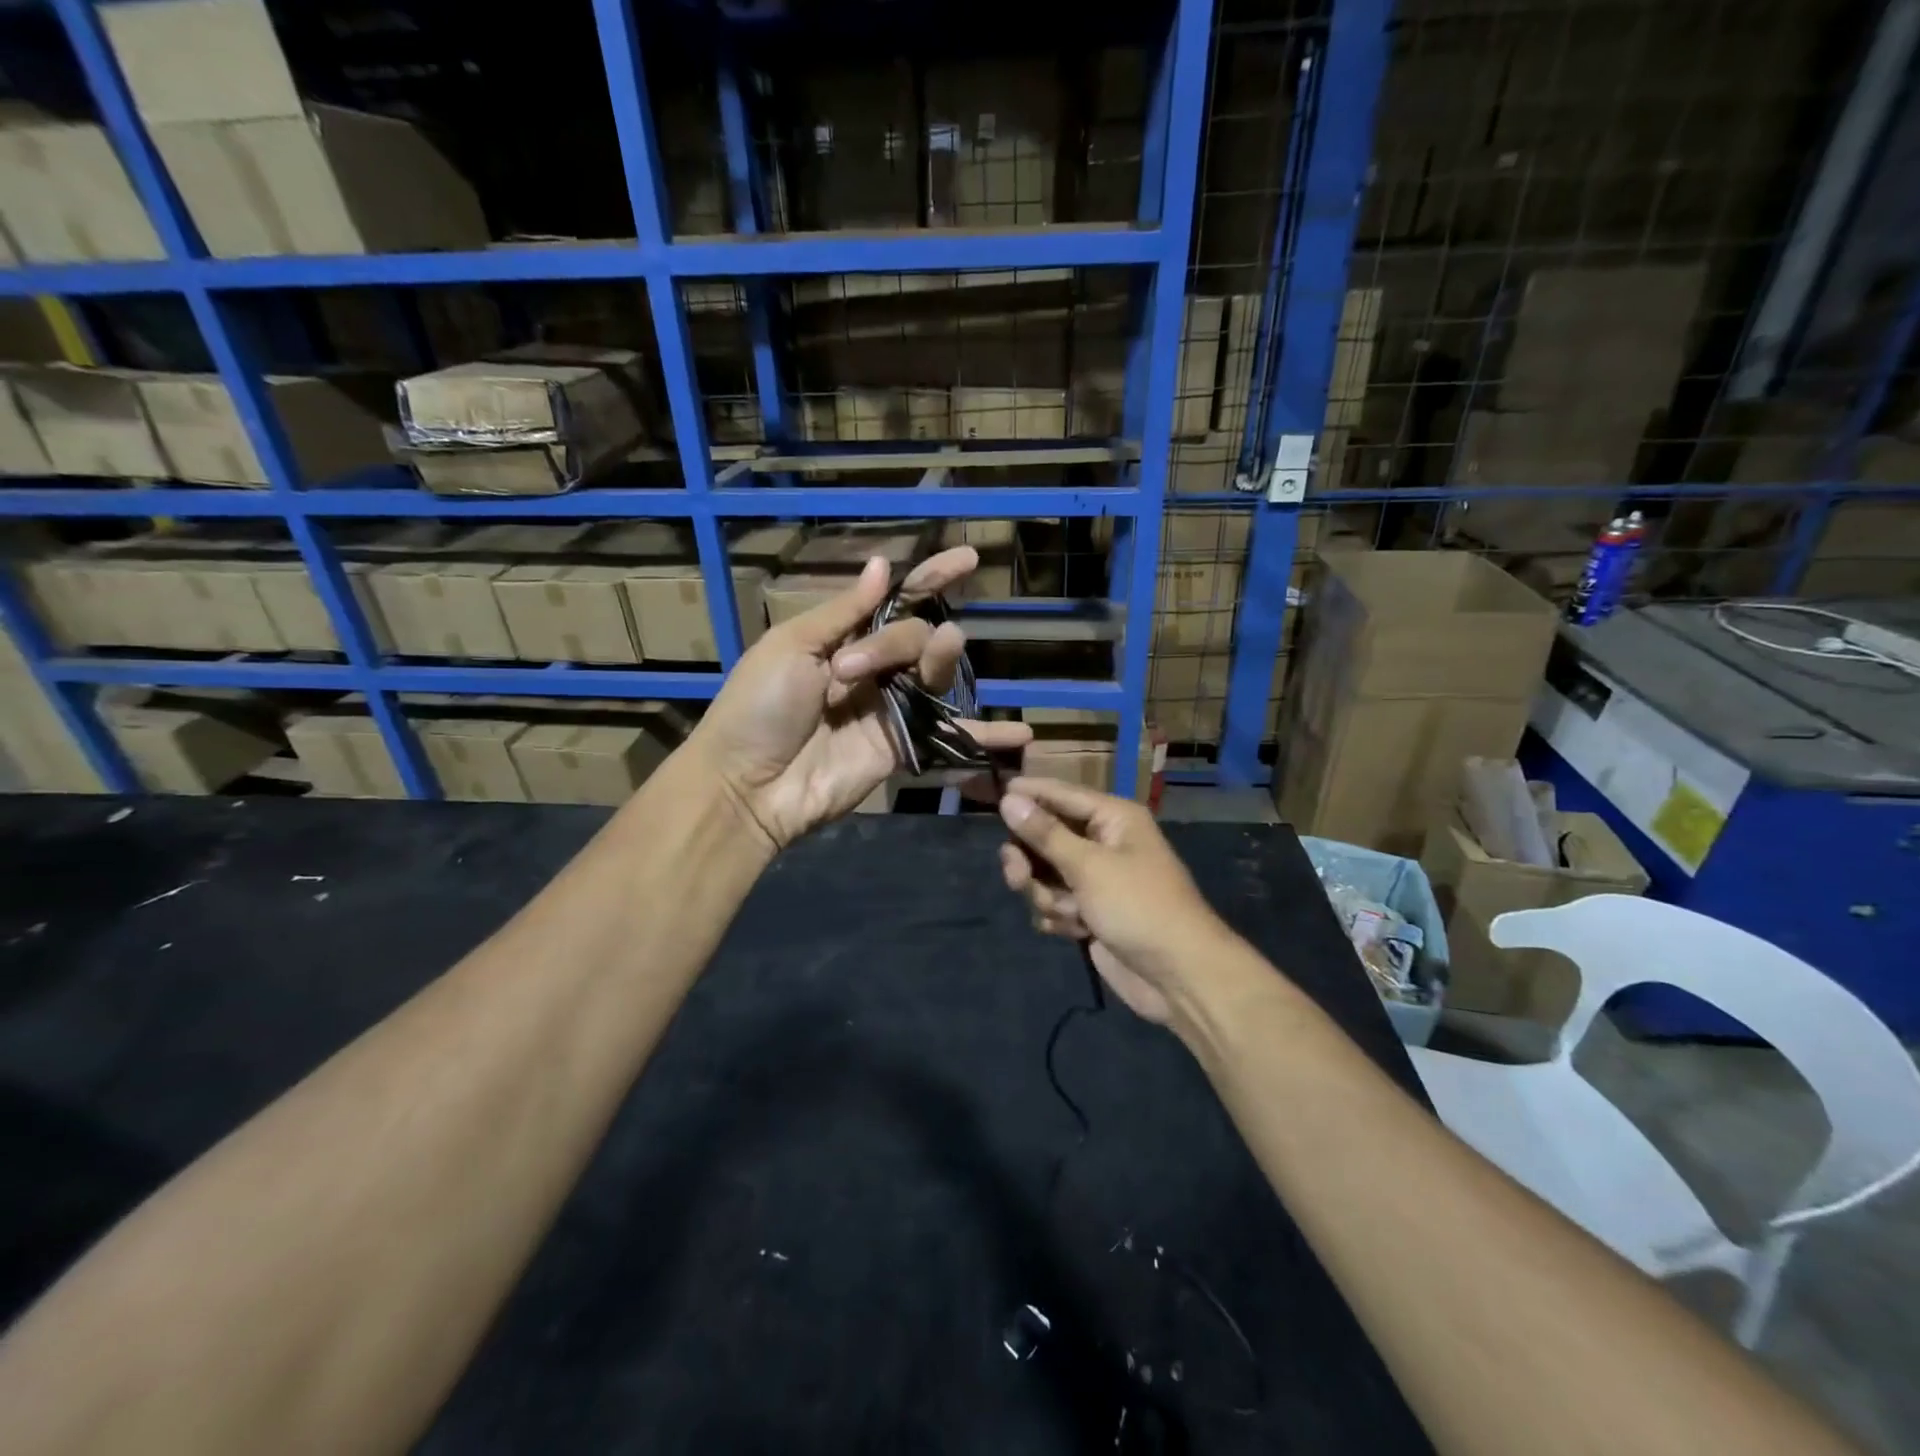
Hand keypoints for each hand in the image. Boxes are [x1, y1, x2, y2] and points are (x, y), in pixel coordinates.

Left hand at [692, 548, 1031, 850]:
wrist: (749, 784)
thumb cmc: (759, 707)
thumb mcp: (792, 647)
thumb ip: (844, 612)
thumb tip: (884, 564)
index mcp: (843, 638)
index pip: (898, 600)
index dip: (933, 579)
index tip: (970, 560)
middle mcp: (874, 669)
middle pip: (918, 636)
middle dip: (898, 642)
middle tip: (851, 672)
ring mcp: (891, 709)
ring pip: (937, 675)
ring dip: (944, 662)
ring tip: (941, 659)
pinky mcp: (902, 748)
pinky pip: (948, 735)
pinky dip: (985, 737)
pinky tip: (1021, 735)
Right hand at [997, 776, 1228, 1023]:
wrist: (1177, 976)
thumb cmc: (1137, 907)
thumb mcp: (1088, 866)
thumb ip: (1044, 833)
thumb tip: (1009, 799)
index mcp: (1113, 818)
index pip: (1061, 794)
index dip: (1029, 793)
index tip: (995, 793)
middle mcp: (1104, 842)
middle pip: (1047, 837)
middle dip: (1031, 860)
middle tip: (1017, 874)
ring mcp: (1097, 880)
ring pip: (1046, 874)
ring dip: (1047, 895)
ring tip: (1065, 912)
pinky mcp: (1092, 912)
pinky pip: (1056, 902)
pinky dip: (1060, 916)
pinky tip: (1074, 931)